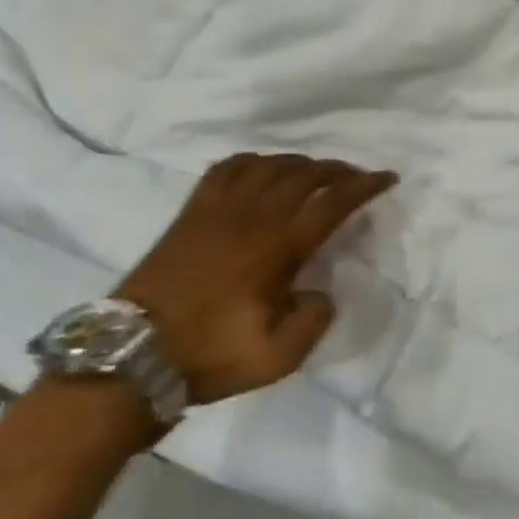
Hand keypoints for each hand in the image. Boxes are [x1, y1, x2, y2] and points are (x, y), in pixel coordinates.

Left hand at [114, 153, 397, 403]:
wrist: (130, 357)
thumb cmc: (208, 356)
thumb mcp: (277, 358)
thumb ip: (314, 320)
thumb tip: (320, 291)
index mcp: (277, 246)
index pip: (332, 202)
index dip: (365, 186)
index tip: (388, 178)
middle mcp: (252, 215)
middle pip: (305, 174)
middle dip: (338, 169)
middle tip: (357, 176)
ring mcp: (217, 208)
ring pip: (269, 164)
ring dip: (300, 162)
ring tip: (315, 172)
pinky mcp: (191, 212)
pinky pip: (227, 168)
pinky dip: (254, 161)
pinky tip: (261, 169)